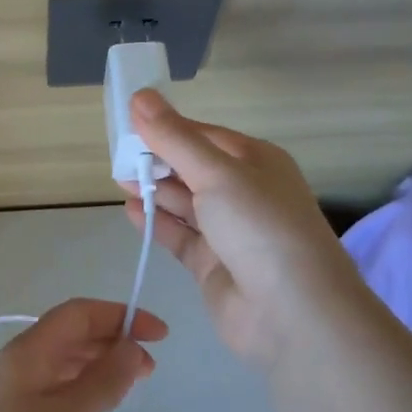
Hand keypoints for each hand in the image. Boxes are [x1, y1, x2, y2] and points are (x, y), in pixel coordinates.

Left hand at [0, 299, 165, 411]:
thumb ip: (103, 382)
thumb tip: (132, 347)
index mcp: (27, 352)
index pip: (78, 314)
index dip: (119, 316)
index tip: (159, 335)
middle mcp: (18, 363)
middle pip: (70, 334)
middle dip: (112, 339)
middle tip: (150, 366)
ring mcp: (13, 392)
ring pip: (63, 361)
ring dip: (99, 363)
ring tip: (132, 384)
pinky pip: (55, 387)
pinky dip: (83, 387)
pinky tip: (98, 406)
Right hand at [123, 90, 363, 365]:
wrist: (294, 314)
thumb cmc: (259, 226)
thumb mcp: (216, 172)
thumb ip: (174, 138)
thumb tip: (140, 96)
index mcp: (255, 161)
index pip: (203, 135)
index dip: (166, 127)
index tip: (128, 122)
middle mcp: (244, 193)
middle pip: (192, 168)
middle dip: (158, 160)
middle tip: (117, 154)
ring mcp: (229, 231)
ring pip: (184, 202)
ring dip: (154, 190)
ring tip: (118, 179)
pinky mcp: (212, 265)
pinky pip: (179, 236)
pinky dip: (156, 222)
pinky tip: (130, 210)